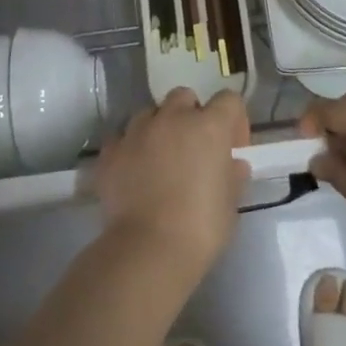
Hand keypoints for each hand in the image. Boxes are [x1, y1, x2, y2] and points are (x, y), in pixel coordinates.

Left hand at [94, 89, 250, 274]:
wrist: (148, 249)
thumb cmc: (201, 227)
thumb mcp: (231, 204)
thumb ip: (233, 176)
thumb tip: (233, 164)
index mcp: (209, 127)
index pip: (229, 100)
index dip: (234, 119)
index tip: (232, 146)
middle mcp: (172, 119)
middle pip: (184, 97)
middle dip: (191, 114)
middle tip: (194, 147)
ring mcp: (137, 132)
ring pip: (150, 114)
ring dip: (159, 128)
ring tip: (160, 158)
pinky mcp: (111, 151)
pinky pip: (122, 138)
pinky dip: (130, 149)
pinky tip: (134, 172)